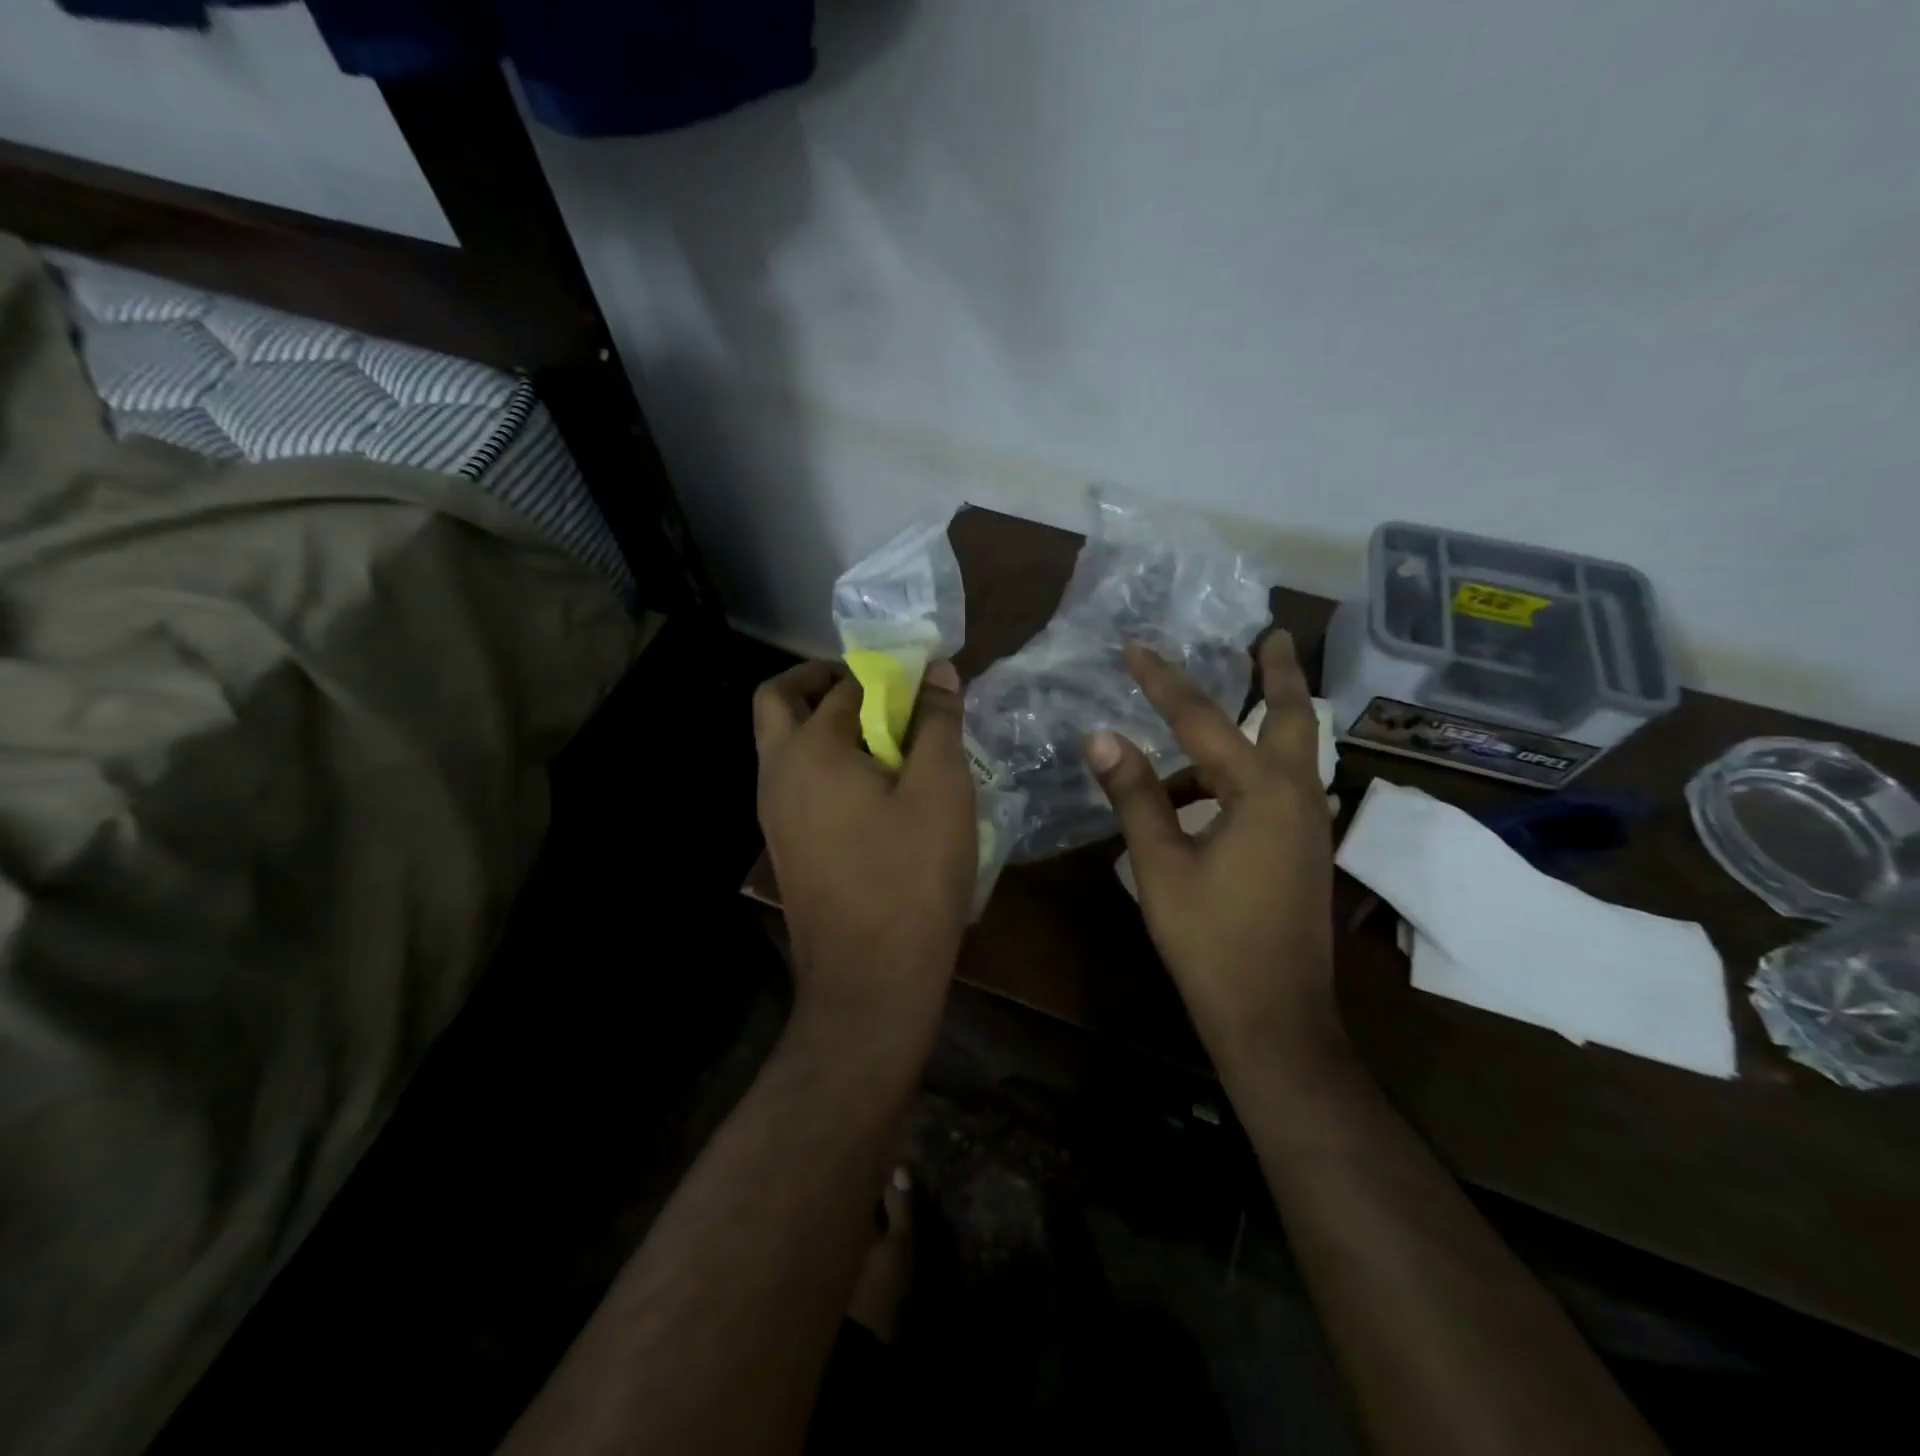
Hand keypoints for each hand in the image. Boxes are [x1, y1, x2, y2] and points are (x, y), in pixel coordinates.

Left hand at [754, 659, 976, 1036]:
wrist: (870, 981)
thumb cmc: (911, 878)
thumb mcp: (941, 790)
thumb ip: (937, 723)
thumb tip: (935, 671)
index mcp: (809, 749)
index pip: (847, 684)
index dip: (889, 673)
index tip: (923, 679)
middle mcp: (777, 773)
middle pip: (781, 701)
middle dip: (825, 681)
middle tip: (879, 691)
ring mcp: (773, 813)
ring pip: (784, 743)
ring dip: (823, 724)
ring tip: (886, 739)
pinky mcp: (785, 844)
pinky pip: (796, 781)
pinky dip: (824, 762)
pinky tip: (874, 788)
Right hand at [1086, 634, 1341, 1073]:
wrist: (1274, 1021)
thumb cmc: (1211, 943)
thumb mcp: (1161, 866)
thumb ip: (1135, 796)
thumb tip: (1100, 737)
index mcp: (1261, 794)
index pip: (1202, 720)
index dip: (1164, 682)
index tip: (1135, 648)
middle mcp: (1297, 798)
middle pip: (1292, 718)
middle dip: (1280, 673)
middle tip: (1275, 634)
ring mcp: (1309, 827)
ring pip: (1291, 754)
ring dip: (1262, 723)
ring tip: (1209, 717)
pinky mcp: (1304, 852)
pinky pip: (1282, 789)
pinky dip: (1251, 771)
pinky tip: (1210, 790)